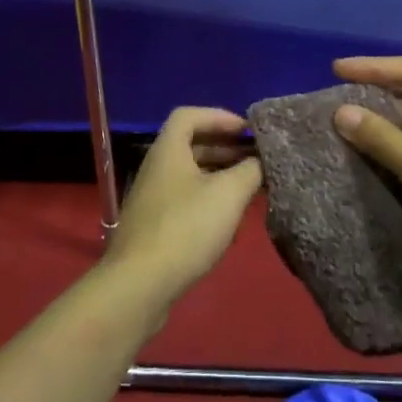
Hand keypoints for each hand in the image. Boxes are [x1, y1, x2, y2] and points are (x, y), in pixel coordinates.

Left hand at [101, 107, 262, 312]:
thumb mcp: (228, 194)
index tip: (247, 132)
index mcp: (168, 150)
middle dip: (225, 147)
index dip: (219, 116)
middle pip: (191, 144)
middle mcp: (157, 168)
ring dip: (220, 175)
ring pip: (190, 174)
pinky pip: (186, 200)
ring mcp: (153, 199)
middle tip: (256, 158)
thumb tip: (261, 161)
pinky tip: (229, 220)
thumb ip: (250, 170)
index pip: (190, 115)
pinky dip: (209, 200)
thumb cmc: (185, 228)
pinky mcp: (155, 227)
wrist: (140, 286)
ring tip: (250, 187)